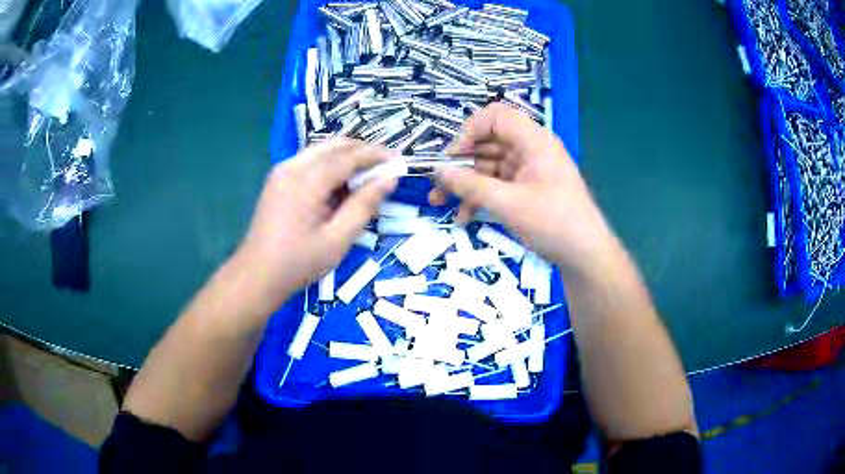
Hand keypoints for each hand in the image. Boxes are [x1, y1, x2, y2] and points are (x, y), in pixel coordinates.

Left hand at [237, 139, 396, 301]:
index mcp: (307, 181)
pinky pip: (310, 162)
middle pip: (334, 145)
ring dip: (346, 157)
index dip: (375, 155)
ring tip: (368, 174)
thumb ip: (364, 205)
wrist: (256, 276)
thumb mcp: (338, 239)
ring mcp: (282, 171)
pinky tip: (341, 184)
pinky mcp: (277, 180)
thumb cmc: (298, 263)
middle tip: (385, 164)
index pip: (348, 156)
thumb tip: (389, 179)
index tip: (399, 159)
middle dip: (362, 151)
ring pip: (321, 150)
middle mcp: (292, 166)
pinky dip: (330, 165)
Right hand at [430, 103, 613, 274]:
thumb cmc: (553, 222)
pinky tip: (463, 217)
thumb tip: (437, 171)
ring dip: (464, 184)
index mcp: (533, 141)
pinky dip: (480, 197)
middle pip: (488, 143)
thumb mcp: (508, 204)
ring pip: (489, 167)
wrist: (585, 255)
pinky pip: (497, 185)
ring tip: (439, 203)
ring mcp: (528, 171)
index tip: (451, 157)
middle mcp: (530, 150)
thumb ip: (471, 186)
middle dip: (460, 163)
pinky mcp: (527, 190)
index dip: (470, 131)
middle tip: (437, 183)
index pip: (496, 117)